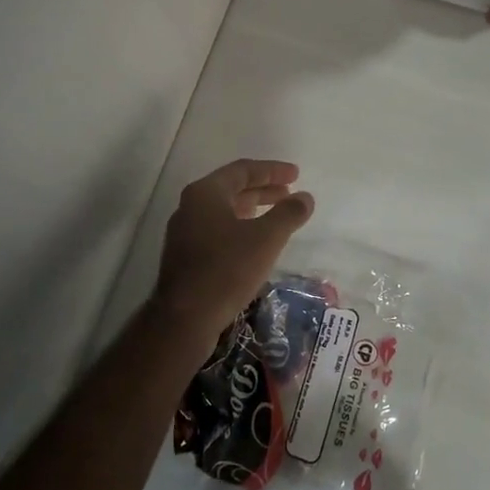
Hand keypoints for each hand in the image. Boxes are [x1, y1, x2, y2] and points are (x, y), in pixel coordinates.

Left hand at [153, 160, 314, 344]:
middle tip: (290, 193)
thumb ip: (288, 214)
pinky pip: (217, 231)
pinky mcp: (185, 257)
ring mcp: (184, 233)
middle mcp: (190, 206)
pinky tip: (255, 243)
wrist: (185, 319)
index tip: (296, 174)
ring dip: (252, 209)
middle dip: (263, 189)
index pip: (242, 170)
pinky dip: (240, 228)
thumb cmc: (226, 269)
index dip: (272, 170)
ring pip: (224, 211)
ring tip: (277, 215)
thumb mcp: (266, 239)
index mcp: (205, 193)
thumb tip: (305, 197)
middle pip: (231, 189)